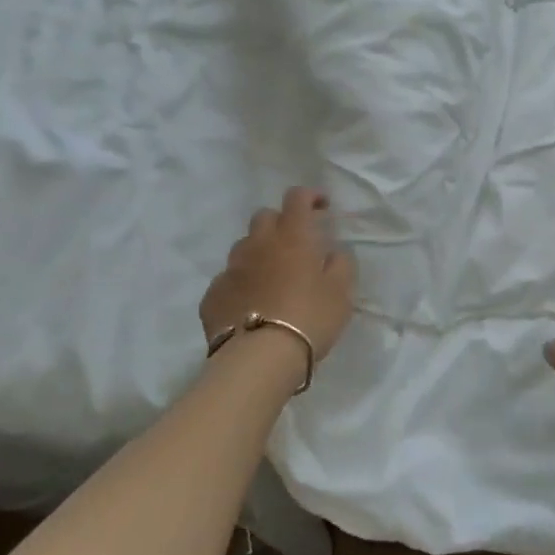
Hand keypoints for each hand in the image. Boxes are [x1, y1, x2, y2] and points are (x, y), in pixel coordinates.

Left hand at [201, 188, 356, 362]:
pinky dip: (241, 284)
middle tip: (296, 245)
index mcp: (292, 236)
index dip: (310, 196)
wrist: (259, 358)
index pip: (297, 197)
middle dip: (280, 223)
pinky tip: (251, 304)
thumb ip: (340, 264)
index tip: (321, 206)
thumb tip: (332, 252)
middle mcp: (257, 244)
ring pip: (243, 247)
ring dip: (259, 253)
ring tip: (272, 277)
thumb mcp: (341, 292)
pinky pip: (228, 280)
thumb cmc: (309, 318)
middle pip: (264, 217)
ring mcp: (230, 269)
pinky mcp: (213, 295)